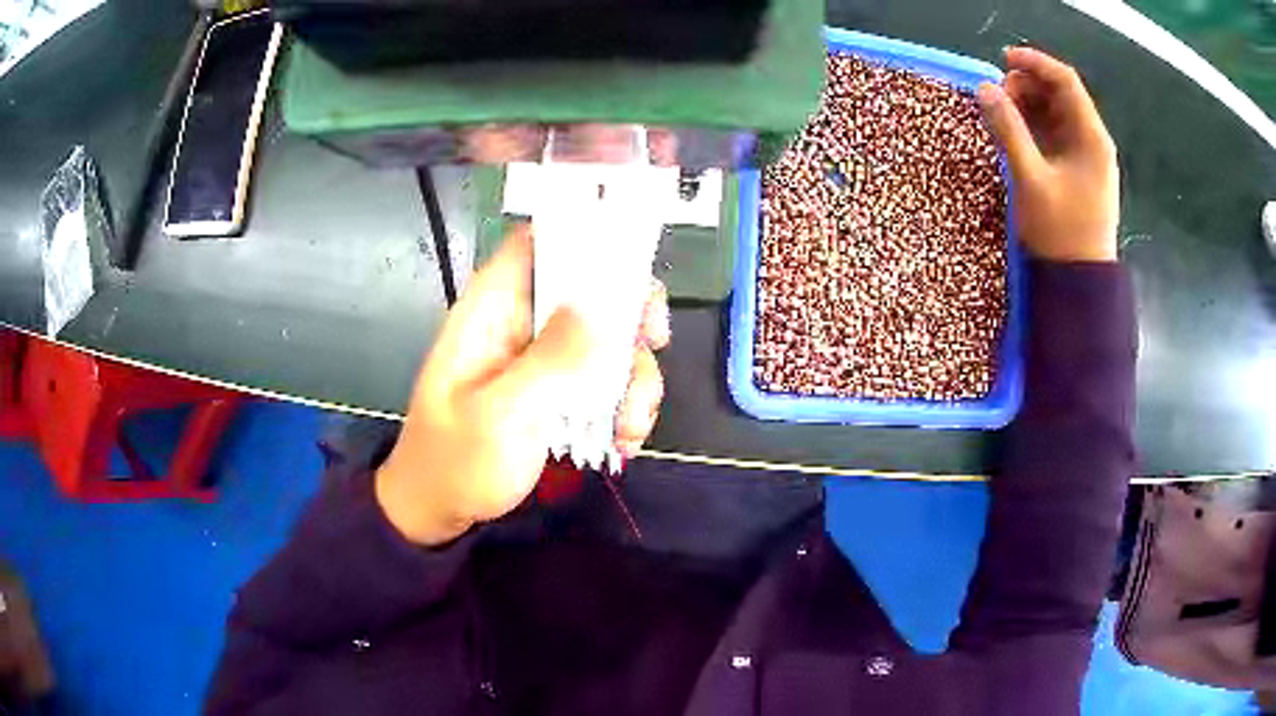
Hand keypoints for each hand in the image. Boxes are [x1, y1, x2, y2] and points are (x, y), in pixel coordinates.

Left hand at [374, 225, 670, 545]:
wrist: (443, 510)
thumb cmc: (456, 461)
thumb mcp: (500, 413)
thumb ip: (549, 359)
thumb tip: (599, 305)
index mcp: (493, 309)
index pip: (537, 242)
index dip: (585, 236)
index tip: (631, 267)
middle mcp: (523, 323)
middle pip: (589, 287)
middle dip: (629, 314)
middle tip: (653, 342)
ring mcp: (543, 358)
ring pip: (607, 338)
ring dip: (634, 376)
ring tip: (630, 425)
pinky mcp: (558, 390)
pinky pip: (606, 379)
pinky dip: (625, 405)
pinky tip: (624, 439)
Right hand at [978, 46, 1118, 262]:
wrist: (1080, 285)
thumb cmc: (1061, 233)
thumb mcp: (1031, 178)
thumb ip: (1008, 130)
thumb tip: (984, 89)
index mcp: (1091, 137)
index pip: (1065, 81)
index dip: (1035, 62)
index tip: (1002, 59)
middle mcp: (1093, 141)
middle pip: (1061, 94)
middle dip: (1028, 86)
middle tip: (998, 97)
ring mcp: (1087, 157)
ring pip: (1057, 114)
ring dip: (1029, 105)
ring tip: (1002, 114)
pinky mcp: (1078, 172)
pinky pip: (1055, 135)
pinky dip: (1034, 127)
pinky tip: (1016, 134)